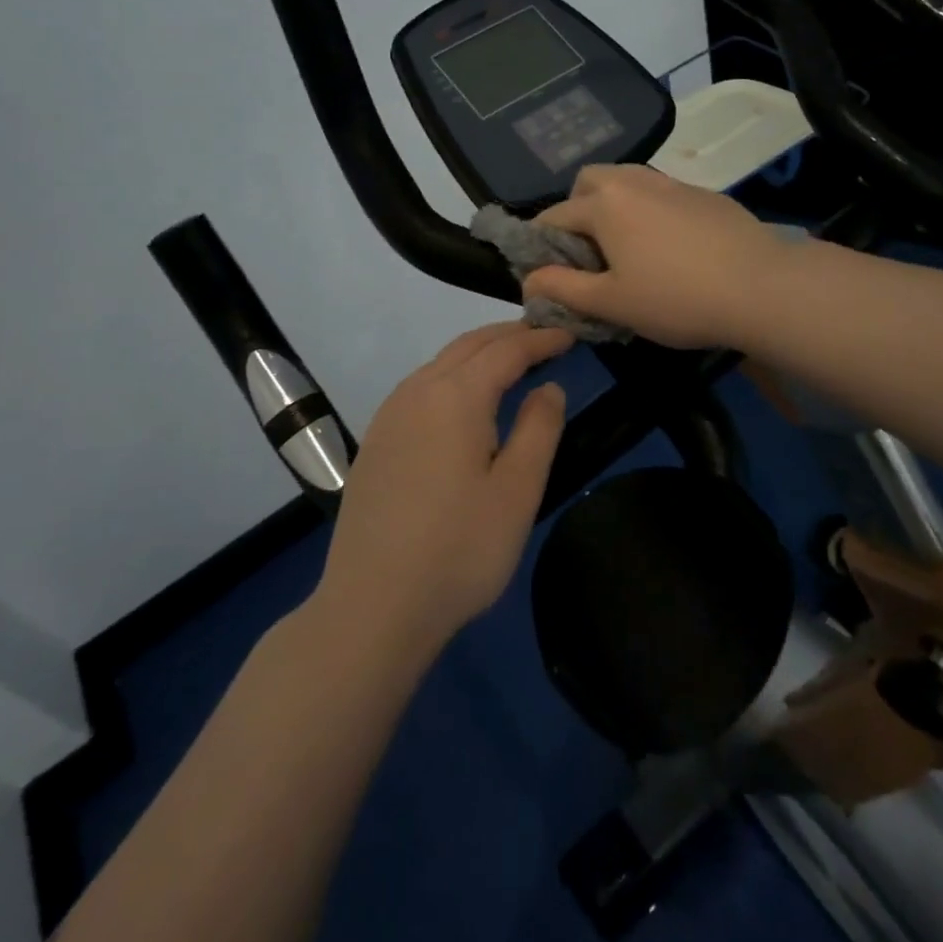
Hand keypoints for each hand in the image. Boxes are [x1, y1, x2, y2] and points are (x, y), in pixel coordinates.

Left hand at [318, 322, 573, 652]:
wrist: (372, 606)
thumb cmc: (459, 550)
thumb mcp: (517, 491)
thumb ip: (539, 429)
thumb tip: (548, 387)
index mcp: (455, 396)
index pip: (506, 350)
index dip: (540, 339)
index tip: (570, 335)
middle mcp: (417, 392)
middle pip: (468, 346)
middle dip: (509, 335)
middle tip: (544, 337)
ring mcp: (389, 416)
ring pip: (440, 363)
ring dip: (478, 353)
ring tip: (510, 362)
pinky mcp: (376, 442)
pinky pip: (420, 387)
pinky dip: (452, 375)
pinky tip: (463, 400)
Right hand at [523, 165, 794, 348]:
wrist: (762, 287)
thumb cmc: (676, 299)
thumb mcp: (611, 303)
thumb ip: (563, 288)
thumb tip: (528, 281)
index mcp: (604, 204)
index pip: (553, 217)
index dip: (541, 247)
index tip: (547, 274)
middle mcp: (633, 181)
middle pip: (588, 181)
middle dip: (576, 210)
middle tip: (589, 254)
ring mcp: (672, 183)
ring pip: (626, 181)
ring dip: (613, 206)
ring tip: (627, 248)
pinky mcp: (703, 193)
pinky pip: (660, 192)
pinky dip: (648, 210)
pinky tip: (669, 246)